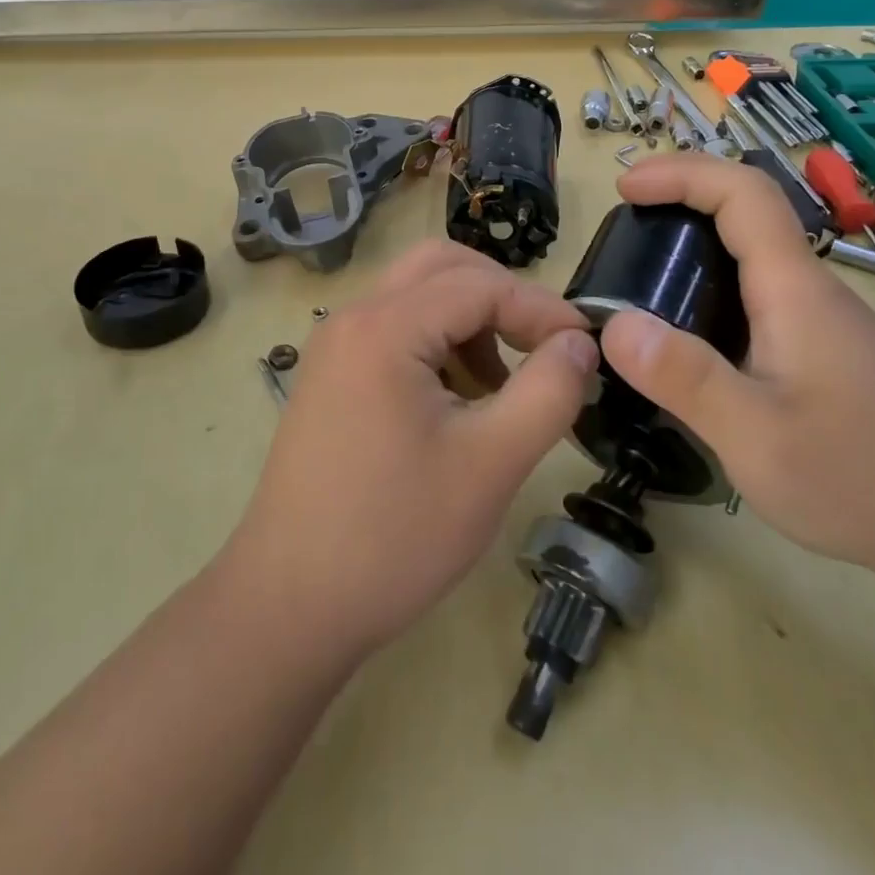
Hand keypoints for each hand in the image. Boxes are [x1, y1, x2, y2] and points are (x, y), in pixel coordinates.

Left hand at [220, 240, 598, 659]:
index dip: (541, 309)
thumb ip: (549, 391)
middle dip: (500, 298)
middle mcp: (352, 319)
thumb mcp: (491, 463)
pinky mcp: (330, 377)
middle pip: (440, 268)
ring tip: (499, 389)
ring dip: (469, 321)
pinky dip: (437, 344)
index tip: (584, 349)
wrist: (289, 606)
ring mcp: (334, 347)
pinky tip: (457, 404)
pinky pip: (394, 331)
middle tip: (541, 350)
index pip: (480, 285)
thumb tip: (579, 341)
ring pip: (417, 297)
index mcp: (384, 327)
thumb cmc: (394, 535)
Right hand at [597, 154, 874, 573]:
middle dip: (682, 198)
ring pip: (755, 255)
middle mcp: (811, 291)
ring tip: (641, 276)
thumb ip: (683, 377)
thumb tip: (612, 324)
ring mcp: (823, 322)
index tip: (624, 188)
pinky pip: (760, 293)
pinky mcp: (826, 352)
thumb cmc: (857, 479)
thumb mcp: (753, 435)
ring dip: (696, 242)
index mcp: (794, 290)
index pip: (743, 193)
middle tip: (623, 226)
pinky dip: (712, 285)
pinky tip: (690, 335)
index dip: (681, 174)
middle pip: (749, 213)